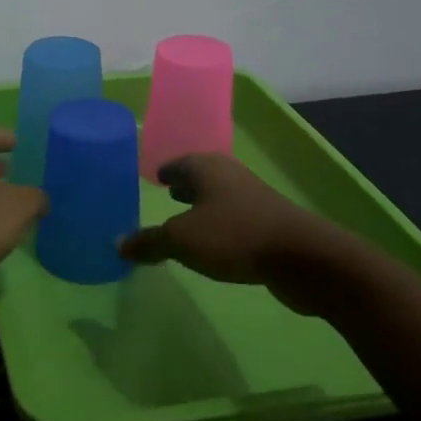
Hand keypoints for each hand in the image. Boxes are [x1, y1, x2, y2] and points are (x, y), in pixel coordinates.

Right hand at [120, 154, 348, 284]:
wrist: (302, 257)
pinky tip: (215, 242)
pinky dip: (221, 225)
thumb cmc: (234, 236)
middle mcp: (231, 176)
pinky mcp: (270, 224)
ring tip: (187, 220)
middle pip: (202, 176)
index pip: (179, 163)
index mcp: (207, 168)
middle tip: (168, 194)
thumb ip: (149, 242)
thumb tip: (118, 244)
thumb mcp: (181, 240)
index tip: (155, 177)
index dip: (166, 171)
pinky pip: (236, 218)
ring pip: (221, 197)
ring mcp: (254, 199)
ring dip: (205, 206)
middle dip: (186, 185)